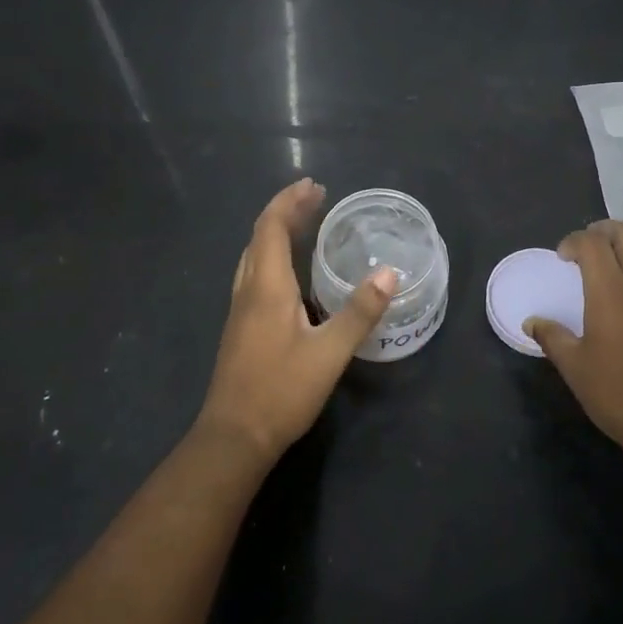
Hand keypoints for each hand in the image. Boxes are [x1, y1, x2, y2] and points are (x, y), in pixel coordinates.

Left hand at [200, 179, 397, 462]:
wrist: (233, 438)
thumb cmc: (281, 391)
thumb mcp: (329, 353)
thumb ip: (359, 312)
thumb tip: (389, 273)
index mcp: (266, 287)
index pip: (271, 228)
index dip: (290, 202)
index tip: (314, 186)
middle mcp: (248, 290)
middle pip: (260, 236)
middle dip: (285, 211)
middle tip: (315, 198)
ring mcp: (240, 310)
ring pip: (254, 256)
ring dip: (276, 233)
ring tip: (303, 225)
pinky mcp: (240, 328)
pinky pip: (254, 274)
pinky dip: (273, 256)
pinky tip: (291, 274)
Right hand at [525, 220, 622, 451]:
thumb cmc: (619, 393)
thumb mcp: (575, 368)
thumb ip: (552, 338)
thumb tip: (532, 322)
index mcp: (611, 292)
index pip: (593, 244)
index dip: (574, 241)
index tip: (562, 256)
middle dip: (607, 229)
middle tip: (590, 243)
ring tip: (613, 268)